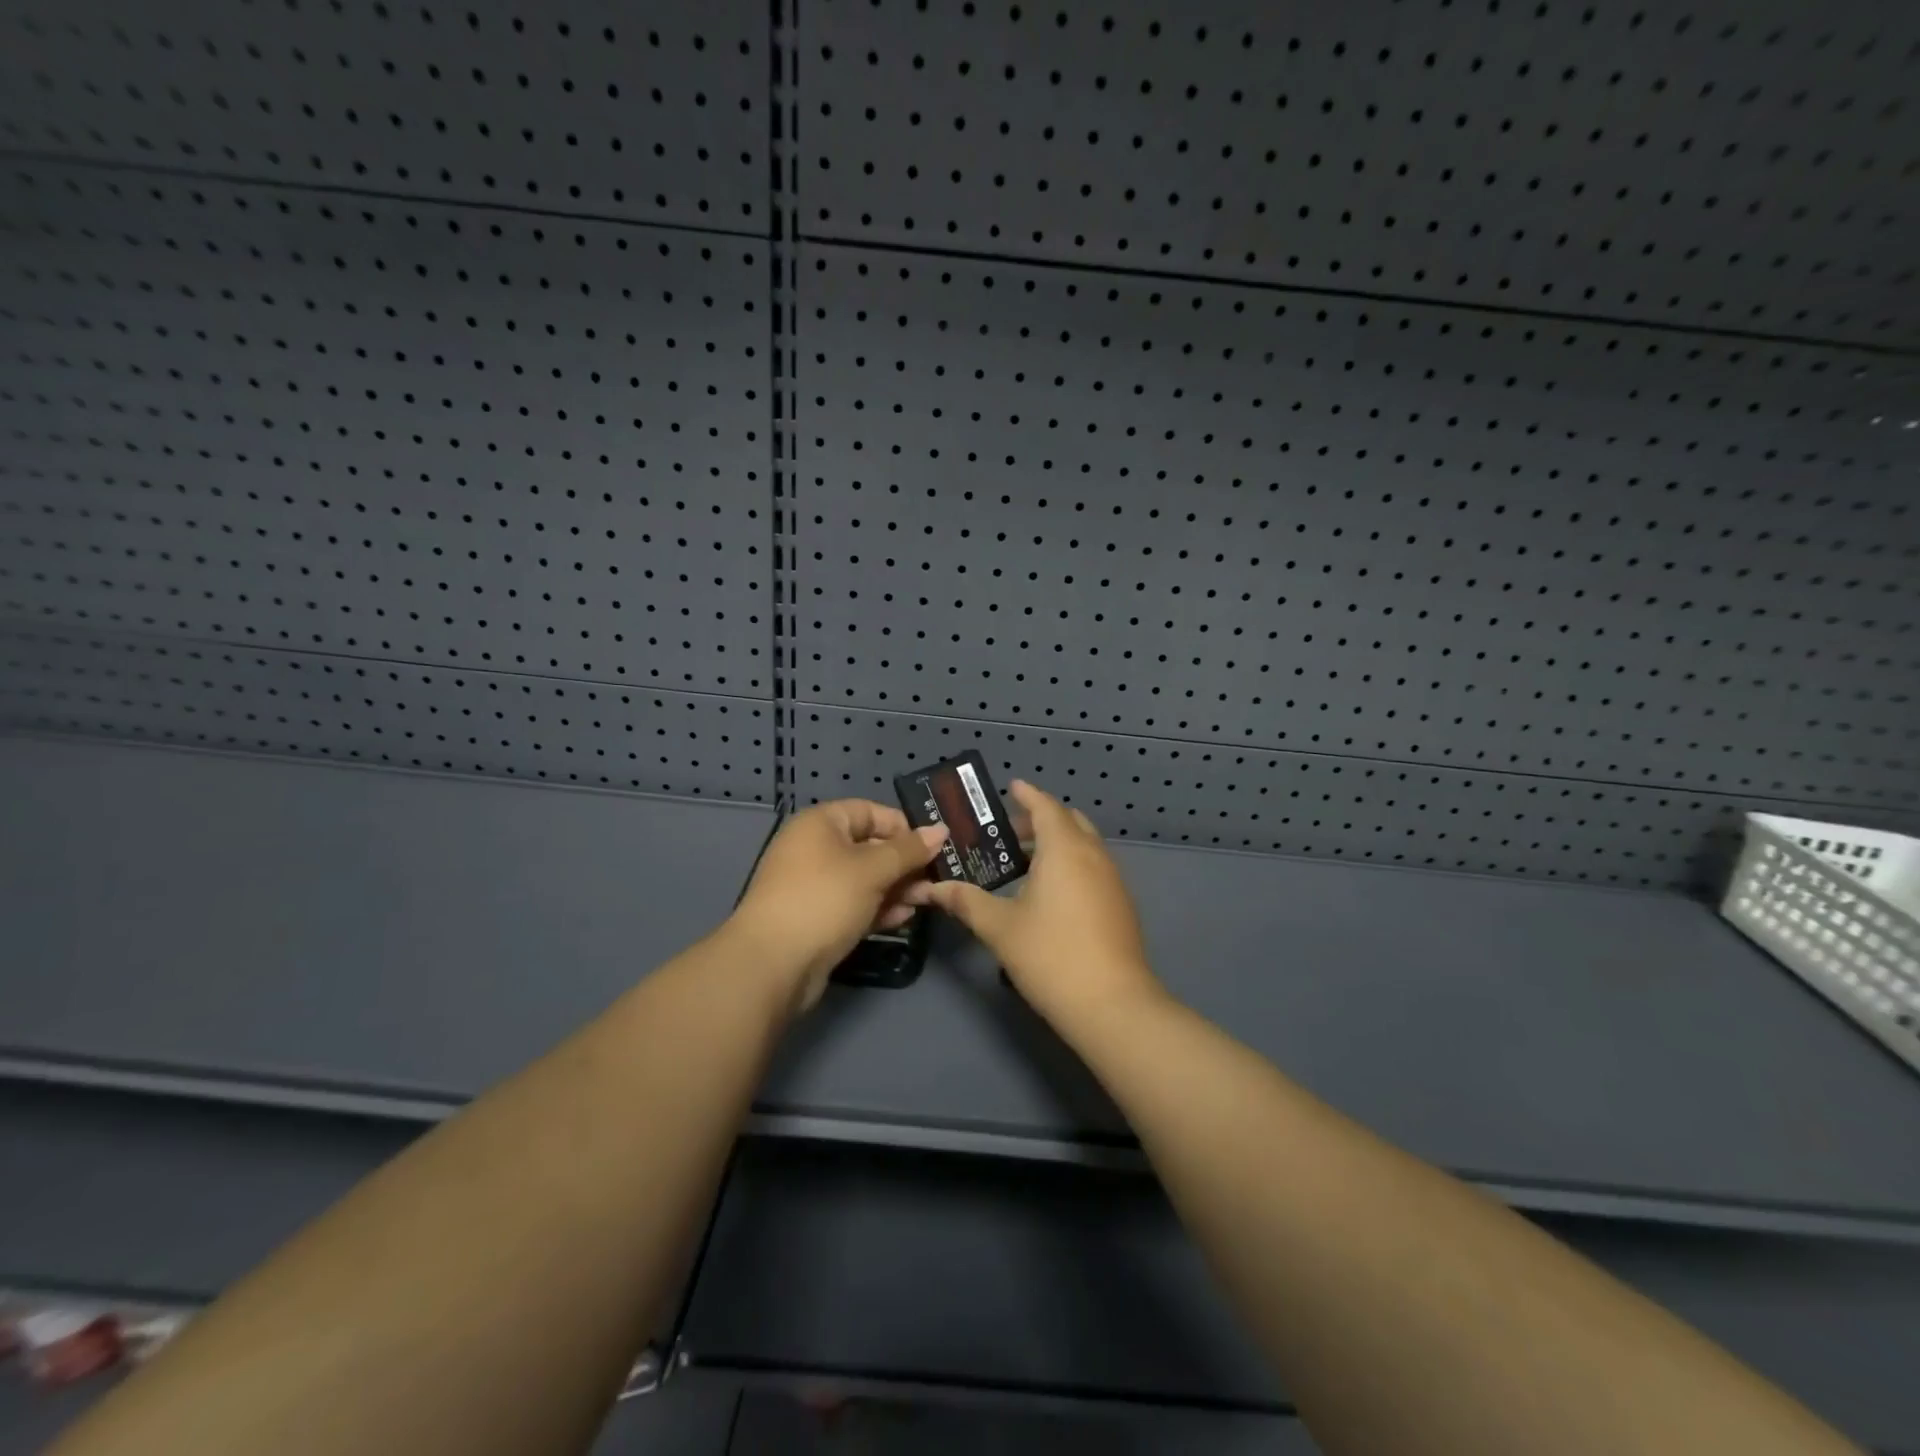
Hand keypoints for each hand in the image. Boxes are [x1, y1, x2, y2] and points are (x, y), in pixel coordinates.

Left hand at [729, 799, 947, 1010]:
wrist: (773, 964)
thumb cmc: (824, 899)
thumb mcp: (873, 870)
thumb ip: (909, 850)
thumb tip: (941, 830)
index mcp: (821, 823)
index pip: (871, 812)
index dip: (903, 826)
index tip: (934, 846)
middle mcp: (816, 848)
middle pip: (870, 846)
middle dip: (905, 862)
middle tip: (938, 878)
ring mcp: (815, 885)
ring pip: (865, 878)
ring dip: (896, 888)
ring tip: (927, 901)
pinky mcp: (818, 917)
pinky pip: (855, 904)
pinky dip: (879, 908)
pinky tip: (904, 918)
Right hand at [903, 781, 1163, 1029]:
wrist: (1112, 1005)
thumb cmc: (1050, 955)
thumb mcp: (1000, 927)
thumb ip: (967, 902)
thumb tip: (934, 889)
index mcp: (1064, 849)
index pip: (1046, 807)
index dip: (1028, 794)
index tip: (1012, 787)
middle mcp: (1093, 855)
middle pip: (1069, 821)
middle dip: (1041, 819)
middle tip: (1008, 832)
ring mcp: (1113, 880)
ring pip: (1085, 845)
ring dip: (1057, 843)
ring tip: (1024, 862)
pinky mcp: (1121, 904)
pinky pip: (1094, 867)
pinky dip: (1072, 863)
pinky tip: (1050, 893)